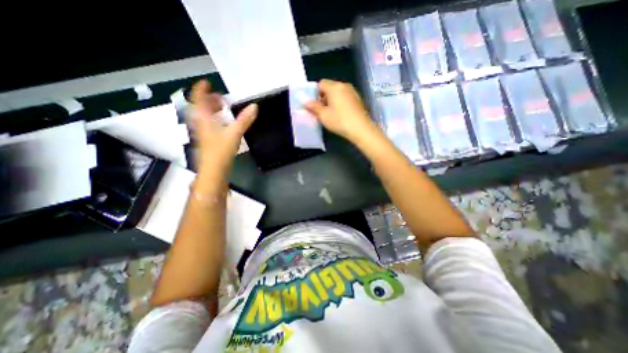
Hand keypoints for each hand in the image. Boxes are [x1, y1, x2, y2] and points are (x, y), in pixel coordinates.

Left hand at [189, 80, 257, 172]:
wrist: (214, 170)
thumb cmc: (220, 150)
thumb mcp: (234, 133)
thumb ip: (244, 120)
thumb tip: (254, 106)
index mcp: (203, 119)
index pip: (197, 99)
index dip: (201, 89)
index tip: (207, 82)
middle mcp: (201, 124)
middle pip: (200, 107)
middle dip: (208, 100)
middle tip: (219, 97)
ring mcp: (203, 133)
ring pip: (204, 117)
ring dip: (211, 110)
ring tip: (222, 107)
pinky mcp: (208, 141)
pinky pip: (209, 125)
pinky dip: (215, 120)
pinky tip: (224, 123)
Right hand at [305, 78, 377, 141]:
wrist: (361, 129)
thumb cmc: (340, 121)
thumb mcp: (323, 115)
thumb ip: (313, 107)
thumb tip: (305, 102)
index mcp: (334, 87)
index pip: (321, 83)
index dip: (315, 93)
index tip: (314, 105)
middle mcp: (344, 85)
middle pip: (330, 87)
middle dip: (323, 97)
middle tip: (321, 111)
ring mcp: (353, 92)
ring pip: (338, 93)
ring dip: (332, 101)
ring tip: (331, 114)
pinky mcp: (358, 100)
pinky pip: (345, 97)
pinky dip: (340, 103)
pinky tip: (341, 115)